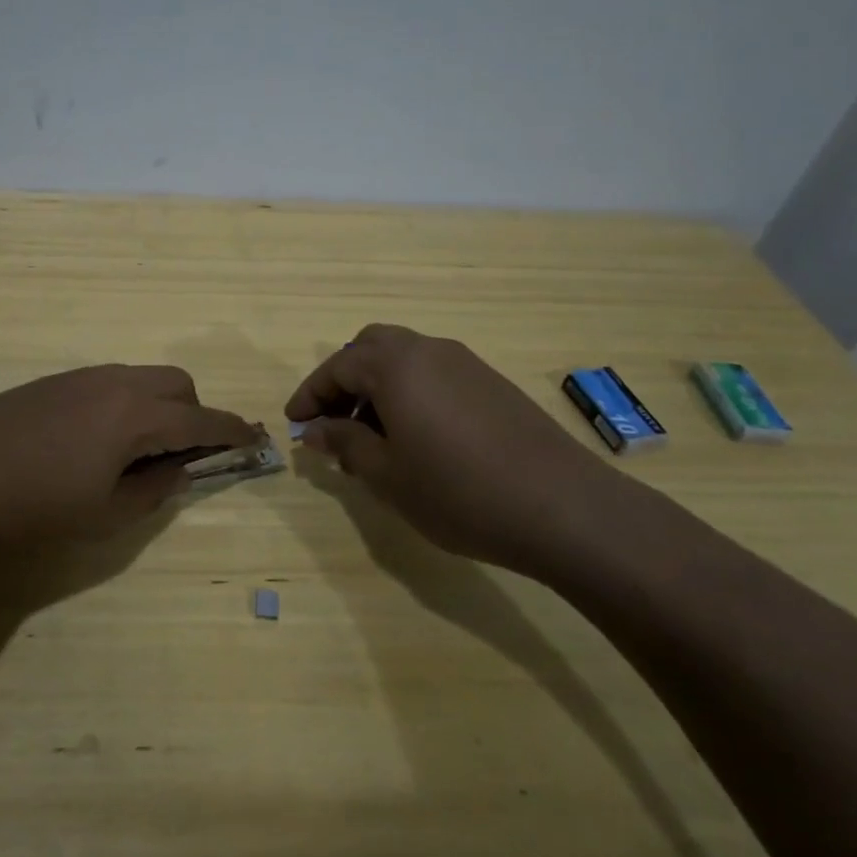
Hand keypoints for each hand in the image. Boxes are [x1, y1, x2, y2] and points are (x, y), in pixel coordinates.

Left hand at [0, 364, 257, 545]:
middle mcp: (115, 383)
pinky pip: (110, 382)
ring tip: (137, 451)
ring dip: (159, 406)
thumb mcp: (105, 514)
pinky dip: (126, 403)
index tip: (254, 439)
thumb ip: (154, 489)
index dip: (232, 432)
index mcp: (135, 415)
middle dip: (194, 415)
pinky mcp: (53, 381)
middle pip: (178, 385)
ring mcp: (81, 377)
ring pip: (143, 379)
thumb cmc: (33, 508)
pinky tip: (96, 440)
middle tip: (181, 457)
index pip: (201, 420)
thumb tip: (180, 470)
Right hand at [285, 324, 641, 577]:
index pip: (337, 366)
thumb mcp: (386, 474)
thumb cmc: (458, 491)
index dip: (310, 395)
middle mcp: (428, 350)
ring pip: (404, 359)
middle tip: (332, 421)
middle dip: (343, 381)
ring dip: (377, 387)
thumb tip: (315, 429)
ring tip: (370, 437)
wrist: (563, 507)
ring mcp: (465, 363)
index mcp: (395, 365)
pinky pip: (434, 374)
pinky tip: (416, 438)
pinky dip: (409, 393)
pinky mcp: (492, 384)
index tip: (293, 423)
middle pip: (370, 348)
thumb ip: (344, 443)